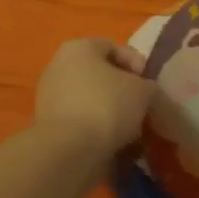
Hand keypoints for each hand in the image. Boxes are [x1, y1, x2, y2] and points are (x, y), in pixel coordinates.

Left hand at [34, 37, 157, 156]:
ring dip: (112, 112)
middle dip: (124, 91)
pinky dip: (97, 130)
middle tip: (143, 107)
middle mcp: (59, 66)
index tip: (150, 84)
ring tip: (132, 131)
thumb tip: (147, 95)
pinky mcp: (48, 126)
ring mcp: (50, 97)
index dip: (136, 63)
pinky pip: (81, 121)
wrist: (68, 150)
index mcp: (78, 48)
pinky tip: (114, 144)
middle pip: (100, 74)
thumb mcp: (143, 91)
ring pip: (91, 100)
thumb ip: (150, 88)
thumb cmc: (107, 106)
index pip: (113, 47)